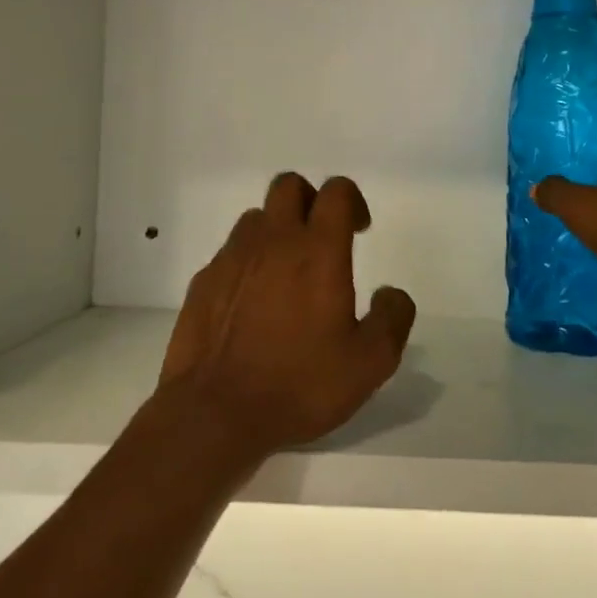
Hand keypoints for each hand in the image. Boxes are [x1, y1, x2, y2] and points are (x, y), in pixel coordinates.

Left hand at [158, 173, 416, 460]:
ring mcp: (232, 257)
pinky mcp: (204, 279)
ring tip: (286, 275)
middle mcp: (273, 241)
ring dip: (276, 231)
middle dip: (310, 200)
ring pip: (256, 217)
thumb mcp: (368, 364)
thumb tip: (392, 293)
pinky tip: (252, 304)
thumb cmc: (299, 384)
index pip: (336, 191)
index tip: (359, 230)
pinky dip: (247, 263)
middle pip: (289, 185)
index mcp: (317, 251)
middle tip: (321, 240)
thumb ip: (392, 320)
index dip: (352, 200)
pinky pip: (231, 253)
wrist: (216, 411)